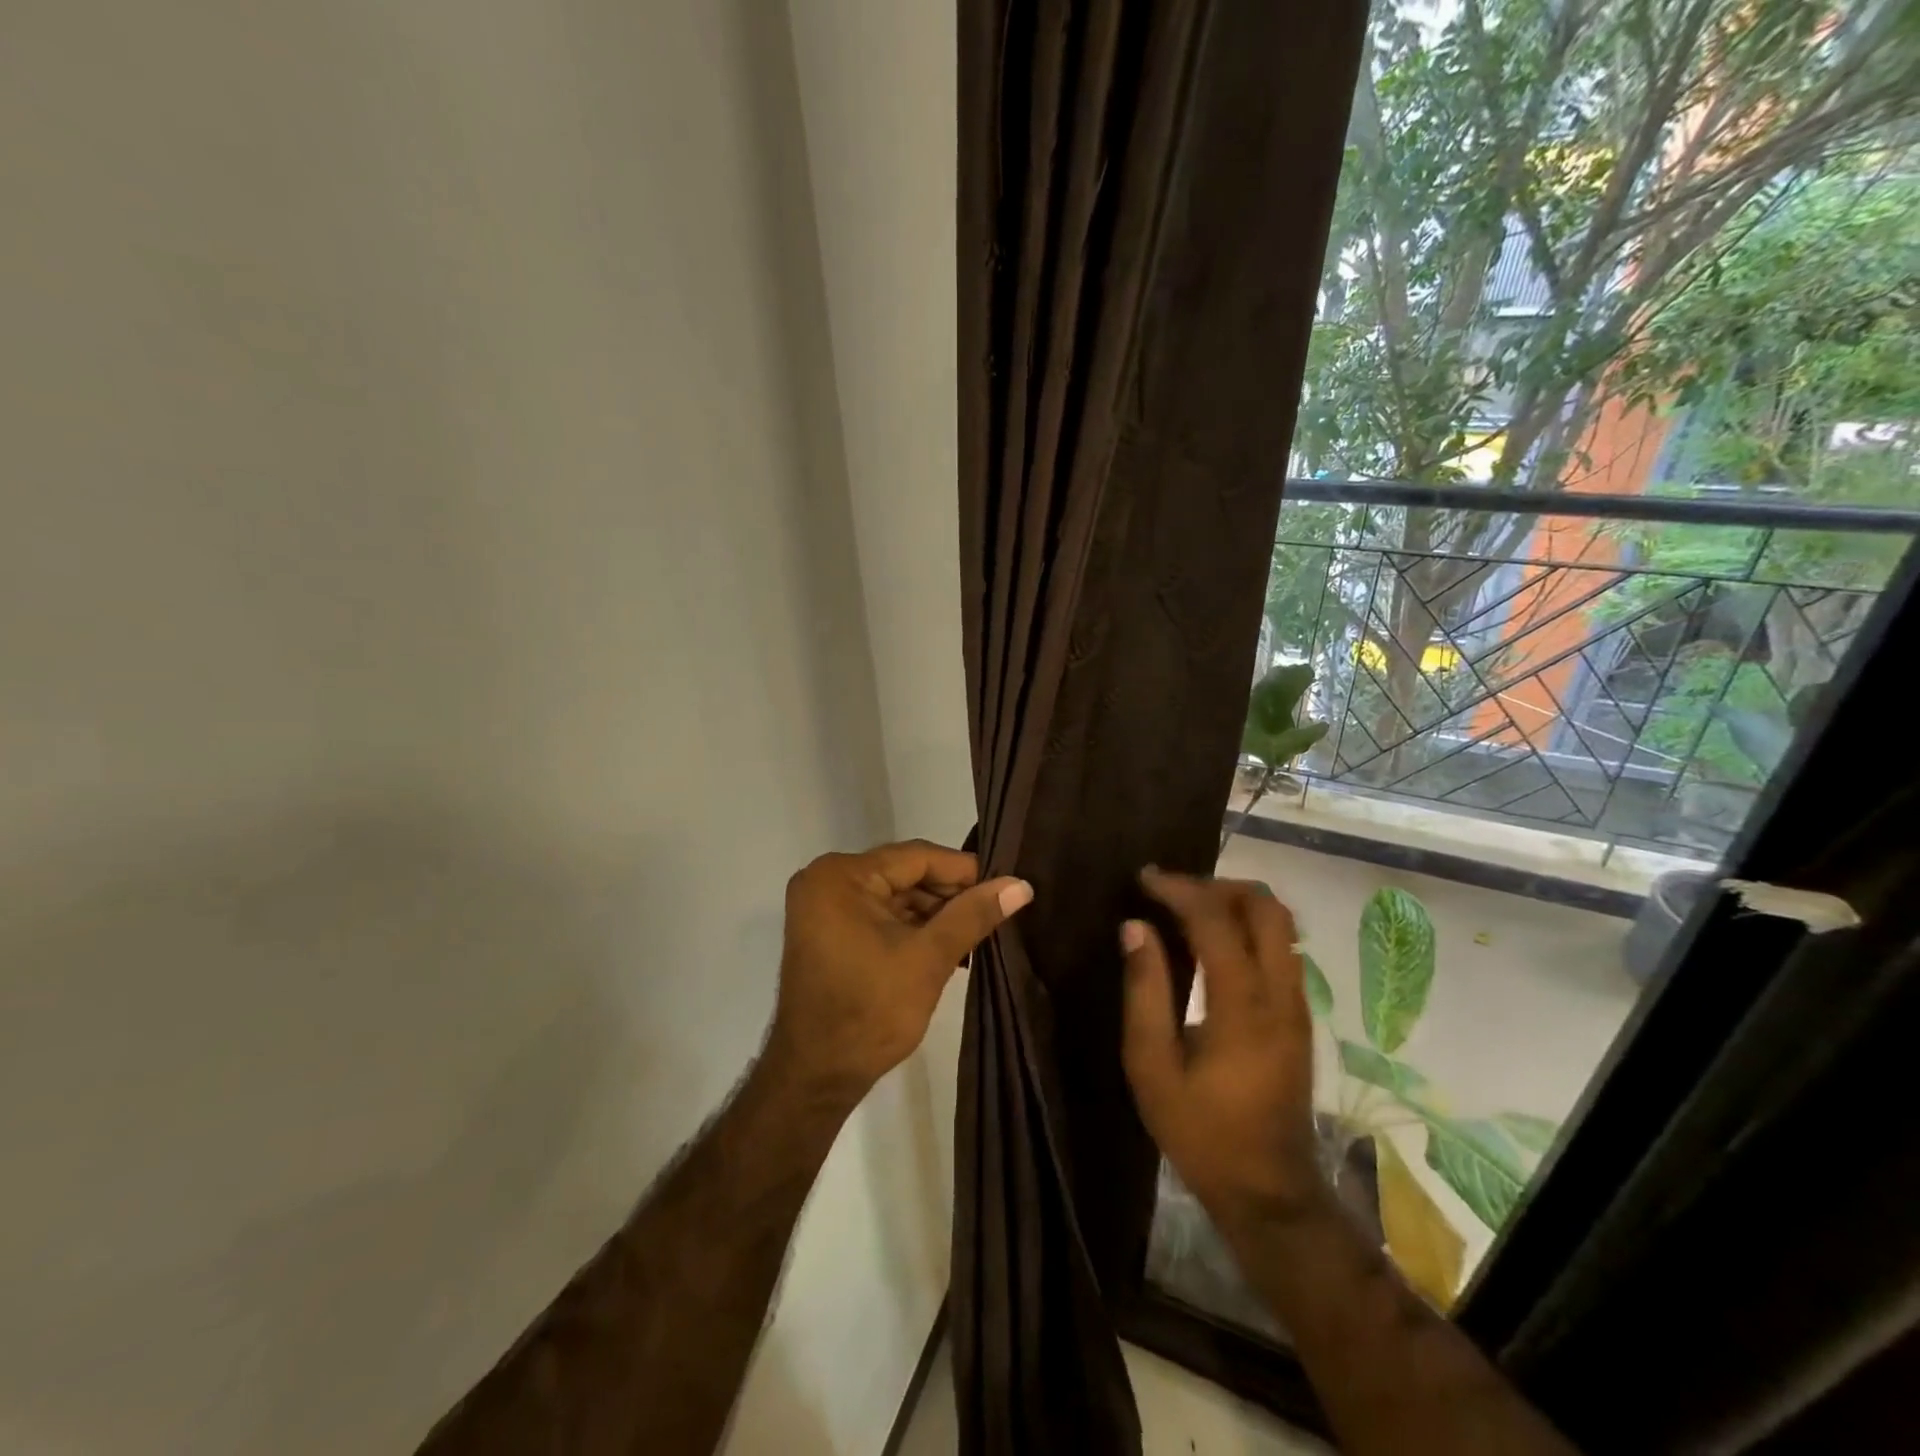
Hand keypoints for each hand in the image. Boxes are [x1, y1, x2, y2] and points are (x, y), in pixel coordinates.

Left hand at [767, 840, 1032, 1103]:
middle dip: (950, 896)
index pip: (916, 857)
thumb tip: (1021, 885)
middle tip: (995, 913)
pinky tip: (948, 946)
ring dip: (934, 914)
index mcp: (841, 876)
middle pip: (905, 874)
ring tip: (978, 933)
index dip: (965, 871)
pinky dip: (911, 928)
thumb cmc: (870, 1011)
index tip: (1006, 886)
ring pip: (895, 896)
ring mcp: (823, 907)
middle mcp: (826, 880)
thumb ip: (973, 914)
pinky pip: (879, 915)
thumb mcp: (929, 958)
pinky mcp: (828, 932)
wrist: (816, 1076)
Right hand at [1120, 869, 1324, 1230]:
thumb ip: (1144, 991)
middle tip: (1173, 891)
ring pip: (1281, 924)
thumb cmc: (1200, 1131)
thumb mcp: (1152, 1066)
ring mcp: (1298, 1004)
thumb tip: (1135, 927)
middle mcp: (1281, 994)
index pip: (1216, 921)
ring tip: (1187, 910)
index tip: (1144, 878)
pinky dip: (1247, 928)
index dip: (1179, 889)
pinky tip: (1211, 944)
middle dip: (1218, 885)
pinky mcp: (1300, 1016)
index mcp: (1242, 1006)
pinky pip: (1281, 948)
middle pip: (1267, 907)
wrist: (1268, 1191)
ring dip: (1235, 903)